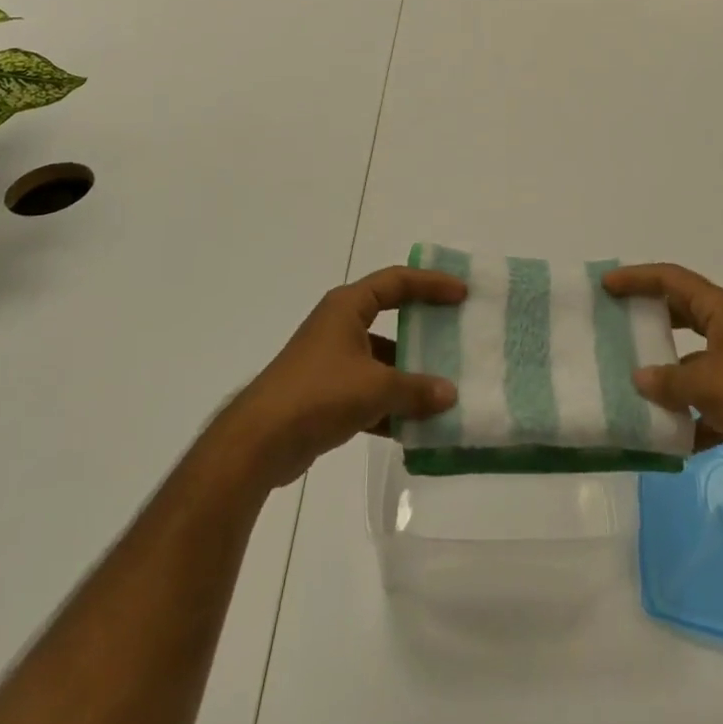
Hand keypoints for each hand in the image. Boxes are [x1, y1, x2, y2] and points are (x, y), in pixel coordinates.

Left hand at [214, 267, 465, 489]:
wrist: (260, 441)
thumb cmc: (319, 393)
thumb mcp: (375, 387)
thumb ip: (416, 389)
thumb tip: (450, 394)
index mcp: (348, 306)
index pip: (397, 282)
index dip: (431, 284)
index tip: (462, 293)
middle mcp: (339, 326)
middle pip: (391, 317)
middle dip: (424, 329)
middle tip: (457, 335)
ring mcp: (331, 361)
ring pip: (381, 360)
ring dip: (409, 375)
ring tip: (445, 388)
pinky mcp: (326, 394)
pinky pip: (369, 392)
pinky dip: (390, 405)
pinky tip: (417, 427)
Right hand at [603, 263, 722, 491]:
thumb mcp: (708, 384)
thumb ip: (669, 381)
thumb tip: (639, 379)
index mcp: (719, 310)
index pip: (670, 280)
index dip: (637, 278)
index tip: (606, 285)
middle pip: (679, 316)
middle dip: (647, 321)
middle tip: (613, 328)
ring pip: (691, 364)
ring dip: (666, 376)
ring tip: (629, 387)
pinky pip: (708, 403)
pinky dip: (690, 418)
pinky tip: (669, 439)